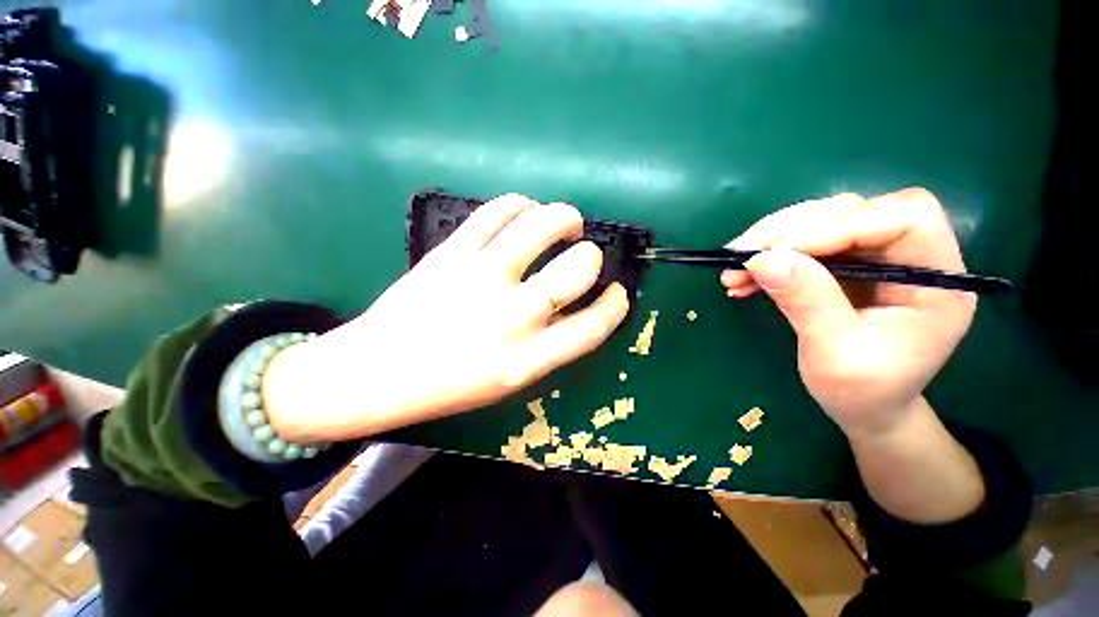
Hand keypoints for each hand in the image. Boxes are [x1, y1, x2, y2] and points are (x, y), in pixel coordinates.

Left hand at [263, 194, 629, 440]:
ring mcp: (480, 278)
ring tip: (565, 222)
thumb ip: (550, 344)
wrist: (378, 371)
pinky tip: (525, 212)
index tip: (617, 291)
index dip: (615, 304)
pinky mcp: (451, 252)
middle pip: (577, 268)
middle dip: (591, 256)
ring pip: (541, 225)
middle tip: (584, 254)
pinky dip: (521, 204)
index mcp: (529, 359)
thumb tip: (576, 304)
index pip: (594, 326)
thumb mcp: (512, 378)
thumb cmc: (450, 384)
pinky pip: (498, 211)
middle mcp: (512, 316)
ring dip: (564, 217)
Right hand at [721, 188, 976, 440]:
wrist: (865, 408)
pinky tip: (744, 279)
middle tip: (741, 257)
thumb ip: (806, 302)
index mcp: (937, 281)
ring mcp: (876, 258)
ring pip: (821, 221)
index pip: (904, 217)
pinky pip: (803, 244)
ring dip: (771, 242)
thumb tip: (761, 259)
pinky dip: (769, 257)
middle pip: (853, 210)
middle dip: (789, 231)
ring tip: (733, 271)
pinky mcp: (847, 264)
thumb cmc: (863, 393)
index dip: (840, 224)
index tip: (780, 252)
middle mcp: (911, 257)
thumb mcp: (834, 355)